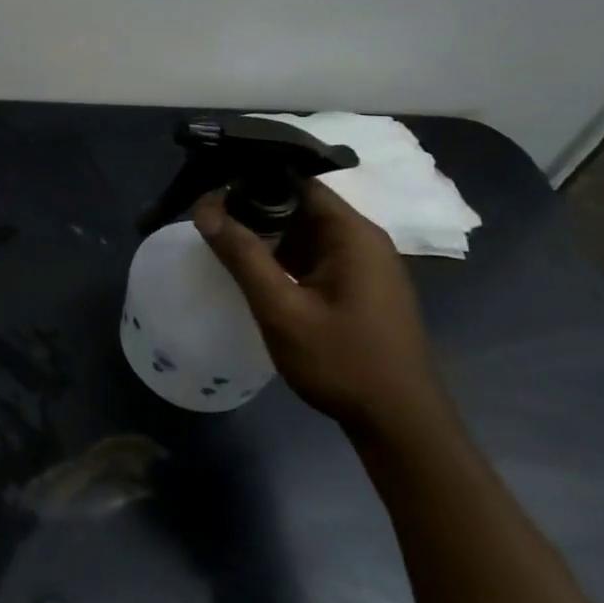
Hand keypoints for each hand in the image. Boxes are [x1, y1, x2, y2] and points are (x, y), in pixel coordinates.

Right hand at [193, 179, 445, 436]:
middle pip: (299, 204)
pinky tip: (250, 268)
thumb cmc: (342, 362)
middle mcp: (362, 240)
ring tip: (218, 236)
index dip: (252, 177)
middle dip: (252, 206)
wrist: (399, 425)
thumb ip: (242, 255)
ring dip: (265, 233)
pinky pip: (312, 256)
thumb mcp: (281, 309)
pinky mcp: (357, 288)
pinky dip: (281, 256)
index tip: (211, 184)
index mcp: (352, 234)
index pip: (298, 181)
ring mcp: (362, 265)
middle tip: (205, 214)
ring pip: (303, 232)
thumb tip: (203, 209)